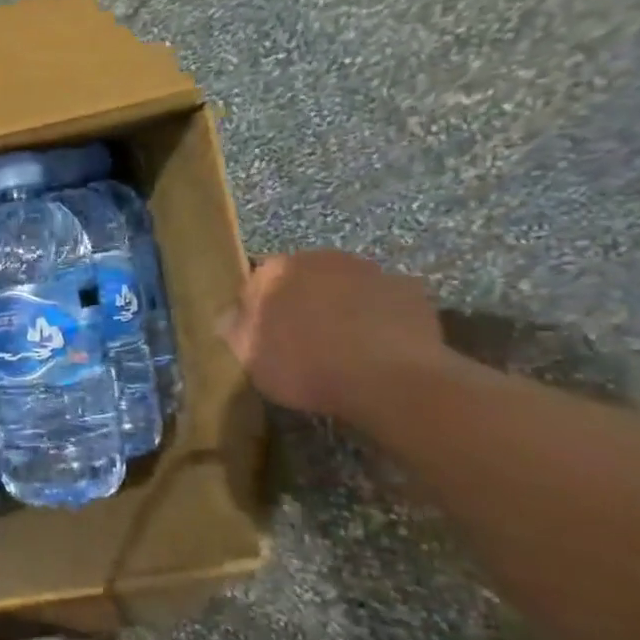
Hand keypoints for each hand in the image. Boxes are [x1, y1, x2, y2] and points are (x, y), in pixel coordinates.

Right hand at [217, 251, 446, 420]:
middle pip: (303, 277)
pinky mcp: (410, 290)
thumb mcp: (249, 358)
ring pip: (344, 285)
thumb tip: (229, 314)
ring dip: (340, 305)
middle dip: (301, 299)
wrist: (389, 380)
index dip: (258, 306)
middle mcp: (320, 258)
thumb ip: (234, 328)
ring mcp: (369, 270)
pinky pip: (383, 301)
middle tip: (302, 338)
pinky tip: (377, 347)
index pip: (256, 280)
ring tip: (343, 344)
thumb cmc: (305, 367)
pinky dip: (378, 316)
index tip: (263, 333)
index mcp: (275, 271)